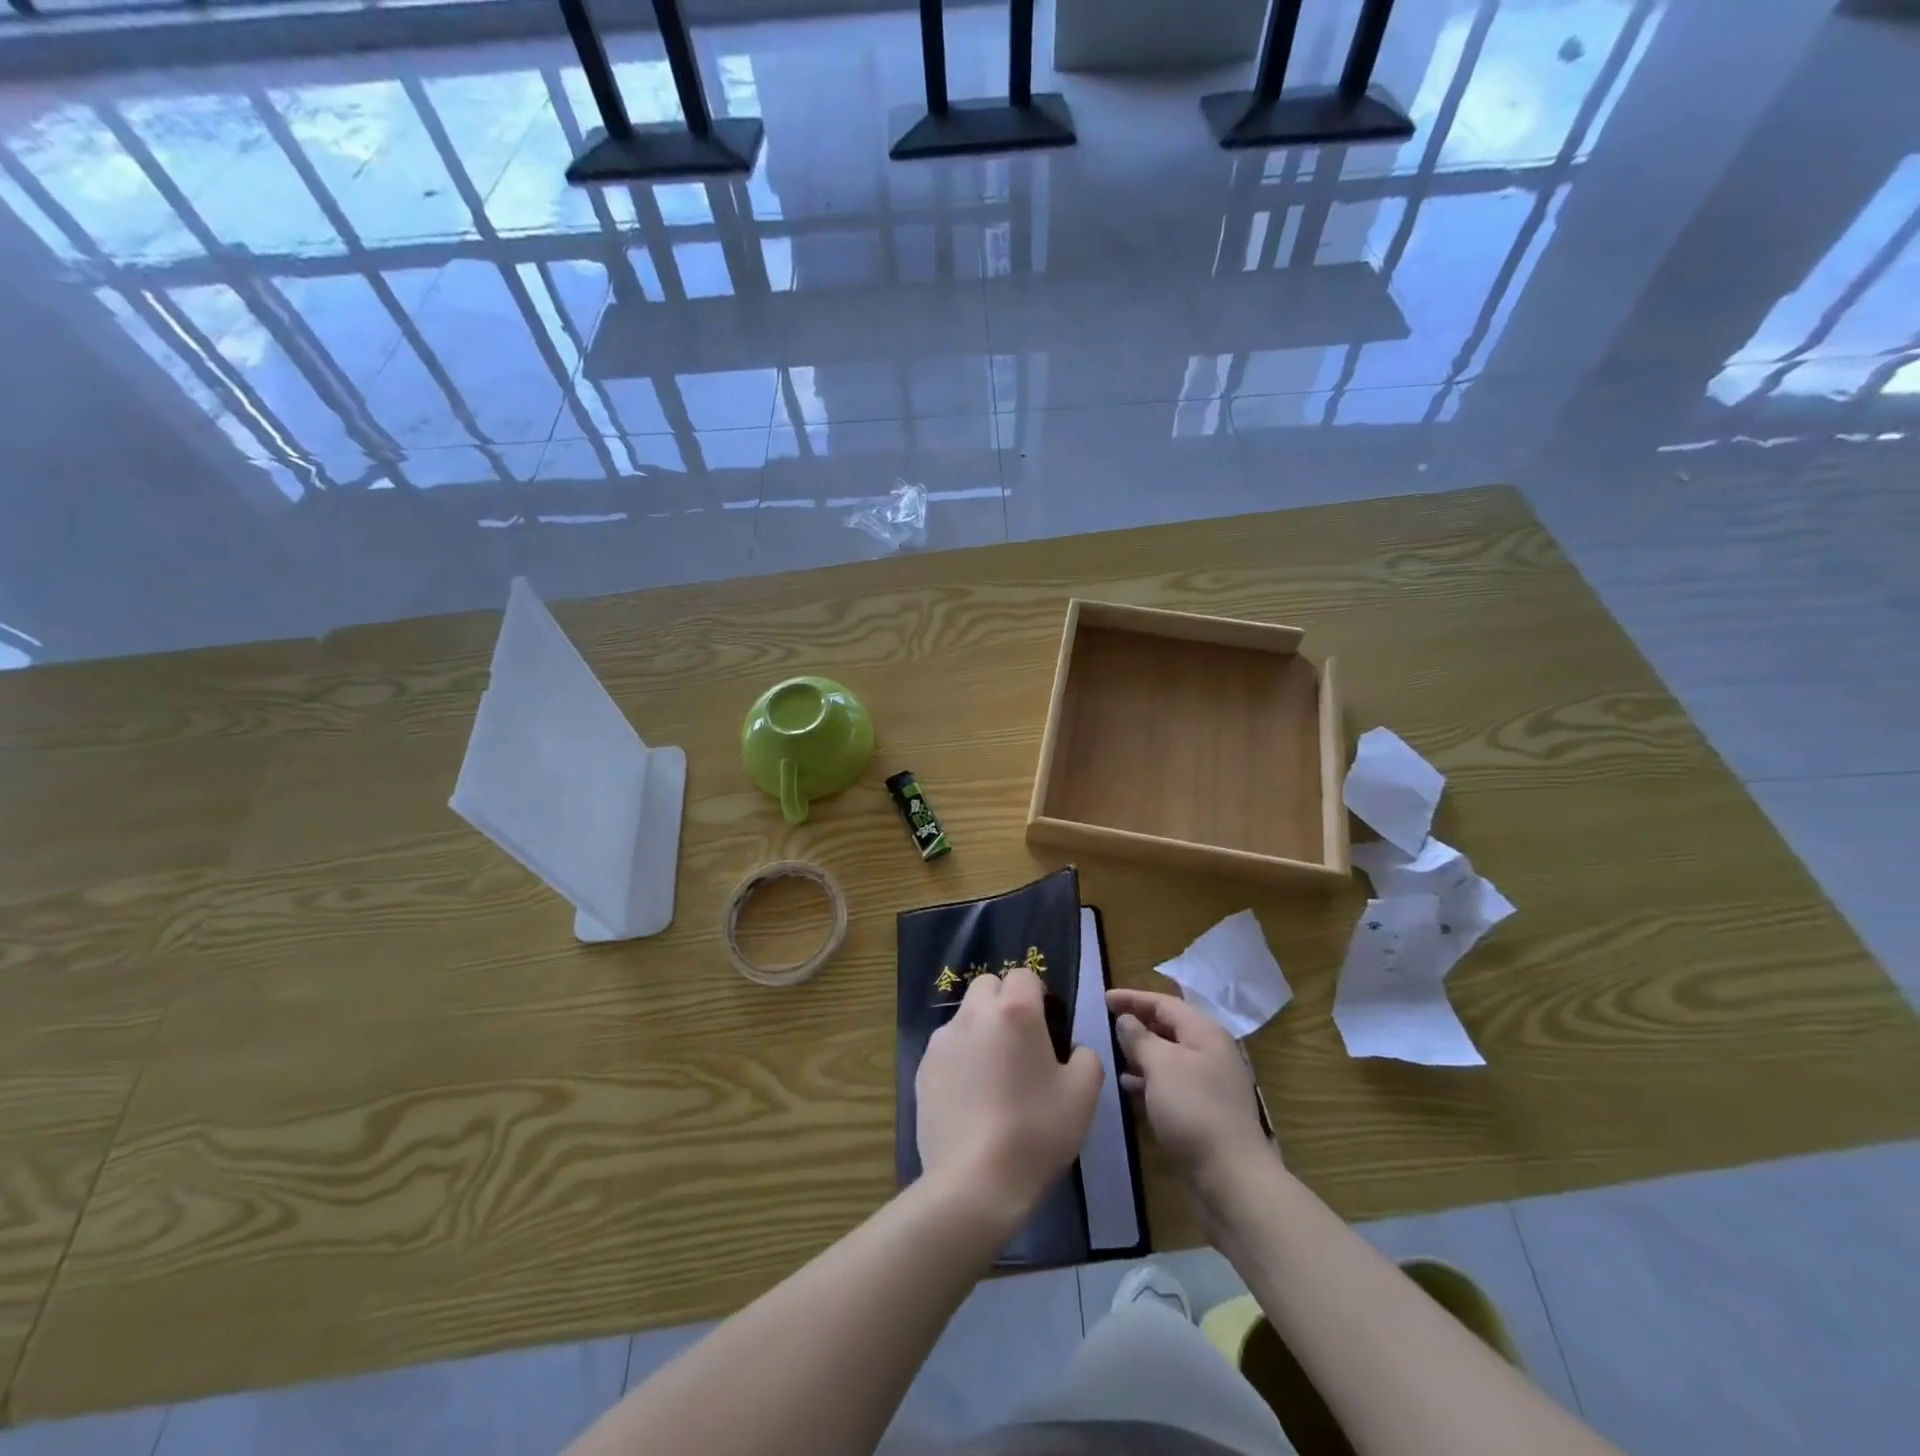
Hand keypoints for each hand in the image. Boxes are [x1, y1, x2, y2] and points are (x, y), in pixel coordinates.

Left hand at [917, 968, 1102, 1230]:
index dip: (1038, 995)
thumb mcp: (1083, 1095)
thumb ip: (1086, 1058)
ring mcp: (942, 1041)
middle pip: (987, 986)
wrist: (975, 1181)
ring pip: (964, 1016)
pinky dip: (960, 1059)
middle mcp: (973, 1014)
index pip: (1024, 975)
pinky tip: (971, 1098)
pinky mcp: (923, 1068)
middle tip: (1020, 1043)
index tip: (1047, 1026)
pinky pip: (946, 1048)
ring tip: (994, 1076)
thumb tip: (1074, 1049)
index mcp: (1015, 1011)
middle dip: (1004, 1002)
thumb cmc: (1036, 1131)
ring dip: (980, 1030)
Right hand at [1107, 989, 1274, 1203]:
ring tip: (1113, 1055)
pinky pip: (1171, 1083)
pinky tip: (1129, 1087)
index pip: (1164, 1003)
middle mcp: (1210, 1052)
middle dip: (1138, 1023)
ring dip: (1142, 1053)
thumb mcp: (1161, 1065)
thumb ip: (1140, 1037)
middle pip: (1169, 1027)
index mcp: (1205, 1033)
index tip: (1104, 998)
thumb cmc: (1194, 1109)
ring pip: (1169, 1056)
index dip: (1133, 998)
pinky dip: (1149, 1079)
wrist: (1230, 1176)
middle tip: (1107, 1024)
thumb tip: (1126, 1020)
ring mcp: (1209, 1083)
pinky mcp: (1204, 1110)